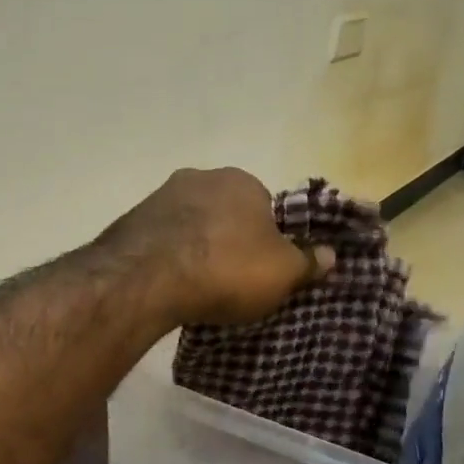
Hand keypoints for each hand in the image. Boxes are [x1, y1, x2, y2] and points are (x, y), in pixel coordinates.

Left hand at [101, 168, 334, 327]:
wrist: (146, 278)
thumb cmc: (226, 268)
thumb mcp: (282, 272)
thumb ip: (308, 261)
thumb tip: (331, 254)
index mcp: (241, 180)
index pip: (264, 207)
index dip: (267, 239)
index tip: (262, 268)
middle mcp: (199, 177)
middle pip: (224, 212)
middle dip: (228, 239)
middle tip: (230, 278)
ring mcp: (160, 196)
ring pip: (190, 223)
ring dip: (195, 246)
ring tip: (197, 285)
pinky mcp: (131, 220)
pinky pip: (161, 238)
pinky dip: (168, 256)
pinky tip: (170, 282)